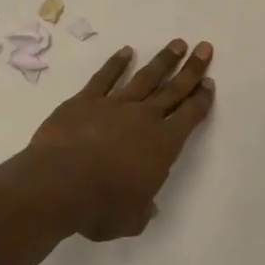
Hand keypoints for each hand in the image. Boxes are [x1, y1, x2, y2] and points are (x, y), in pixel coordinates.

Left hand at [18, 39, 215, 240]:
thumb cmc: (99, 207)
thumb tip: (148, 208)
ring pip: (145, 77)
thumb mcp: (130, 220)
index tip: (209, 83)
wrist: (56, 186)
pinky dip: (116, 63)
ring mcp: (114, 105)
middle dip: (191, 69)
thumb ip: (143, 211)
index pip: (190, 116)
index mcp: (162, 145)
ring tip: (177, 44)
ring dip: (163, 60)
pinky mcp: (86, 101)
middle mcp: (144, 118)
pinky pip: (105, 77)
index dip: (201, 99)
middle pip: (174, 89)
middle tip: (204, 48)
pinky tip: (126, 51)